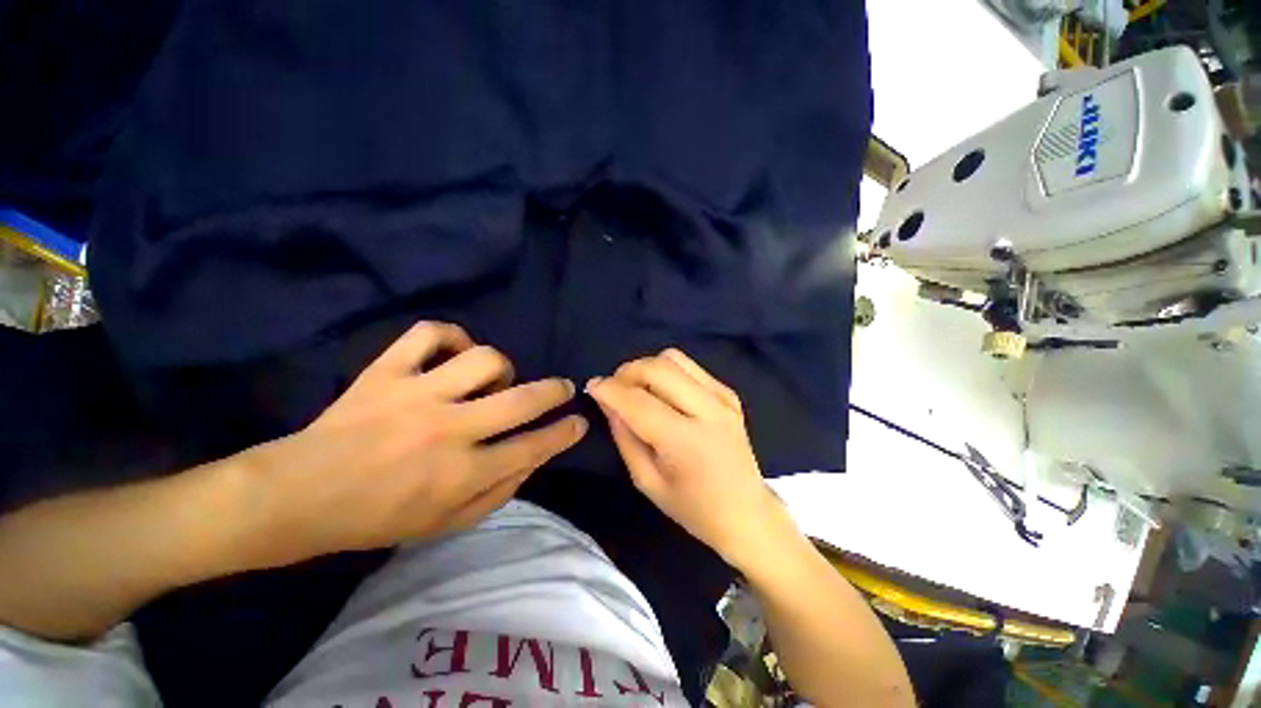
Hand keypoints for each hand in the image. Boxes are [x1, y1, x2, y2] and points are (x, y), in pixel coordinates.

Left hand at [239, 322, 586, 567]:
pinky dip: (450, 335)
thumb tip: (534, 457)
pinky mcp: (386, 371)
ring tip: (491, 379)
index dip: (563, 434)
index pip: (532, 447)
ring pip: (484, 360)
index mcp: (460, 475)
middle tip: (563, 388)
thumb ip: (498, 491)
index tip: (578, 423)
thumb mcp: (446, 524)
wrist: (298, 497)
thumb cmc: (378, 518)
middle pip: (521, 400)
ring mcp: (416, 395)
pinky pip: (429, 333)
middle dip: (554, 392)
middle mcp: (447, 430)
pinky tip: (453, 351)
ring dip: (500, 368)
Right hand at [587, 349, 787, 570]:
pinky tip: (664, 392)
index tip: (592, 386)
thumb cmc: (693, 508)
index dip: (610, 389)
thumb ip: (625, 437)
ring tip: (637, 387)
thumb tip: (607, 402)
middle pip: (657, 368)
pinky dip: (668, 371)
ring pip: (673, 358)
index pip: (638, 402)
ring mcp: (722, 397)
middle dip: (626, 372)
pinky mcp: (728, 393)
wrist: (747, 513)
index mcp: (685, 441)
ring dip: (647, 367)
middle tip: (614, 388)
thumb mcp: (648, 481)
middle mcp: (708, 410)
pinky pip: (690, 366)